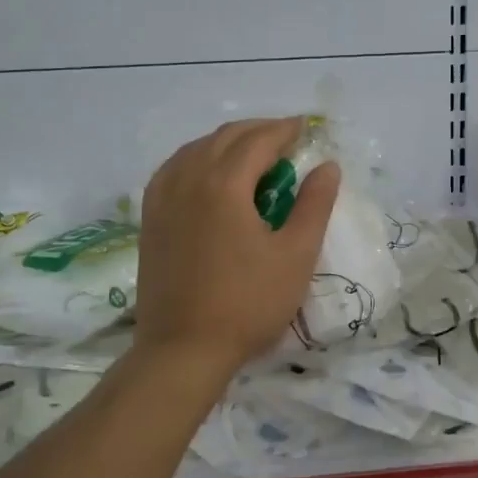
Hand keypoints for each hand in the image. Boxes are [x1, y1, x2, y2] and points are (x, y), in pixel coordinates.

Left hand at [134, 117, 340, 381]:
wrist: (183, 350)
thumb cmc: (248, 304)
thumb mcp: (296, 255)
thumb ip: (314, 204)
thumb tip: (327, 166)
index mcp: (224, 184)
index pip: (259, 140)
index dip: (286, 129)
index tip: (307, 127)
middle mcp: (188, 179)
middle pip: (226, 137)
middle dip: (259, 131)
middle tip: (287, 139)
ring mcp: (163, 198)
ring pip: (196, 149)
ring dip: (228, 142)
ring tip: (254, 154)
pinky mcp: (150, 218)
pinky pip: (175, 169)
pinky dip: (199, 159)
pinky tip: (210, 175)